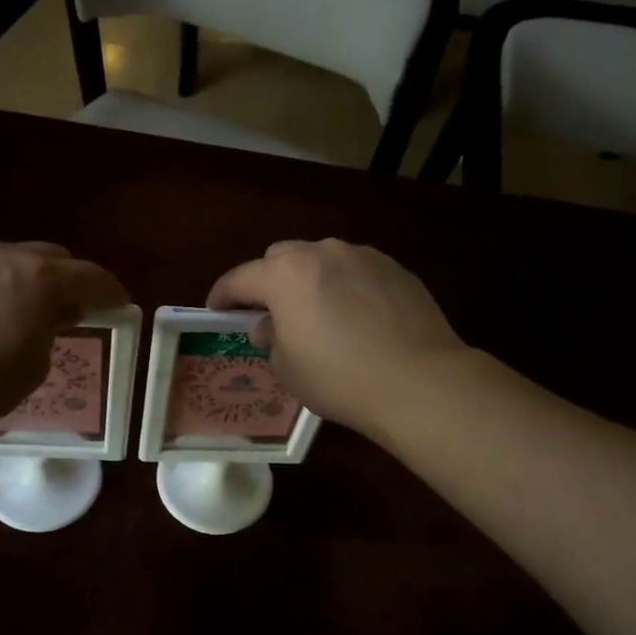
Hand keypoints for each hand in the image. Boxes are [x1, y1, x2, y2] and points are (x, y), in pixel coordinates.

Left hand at [0, 242, 128, 433]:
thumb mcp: (31, 368)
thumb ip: (51, 332)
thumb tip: (53, 315)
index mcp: (40, 279)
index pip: (92, 277)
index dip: (111, 292)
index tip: (119, 305)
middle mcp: (5, 255)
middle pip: (52, 257)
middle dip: (68, 279)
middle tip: (70, 308)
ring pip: (11, 258)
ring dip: (26, 279)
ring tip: (20, 309)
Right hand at [206, 240, 466, 437]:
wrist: (419, 381)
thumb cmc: (340, 379)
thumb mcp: (288, 369)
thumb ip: (271, 339)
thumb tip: (271, 326)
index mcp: (285, 275)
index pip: (239, 278)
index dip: (222, 295)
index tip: (216, 310)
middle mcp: (322, 253)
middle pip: (281, 257)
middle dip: (269, 281)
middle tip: (272, 314)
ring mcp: (363, 256)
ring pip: (322, 260)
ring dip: (311, 281)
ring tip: (320, 315)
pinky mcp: (395, 268)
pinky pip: (357, 271)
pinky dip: (346, 287)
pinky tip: (358, 317)